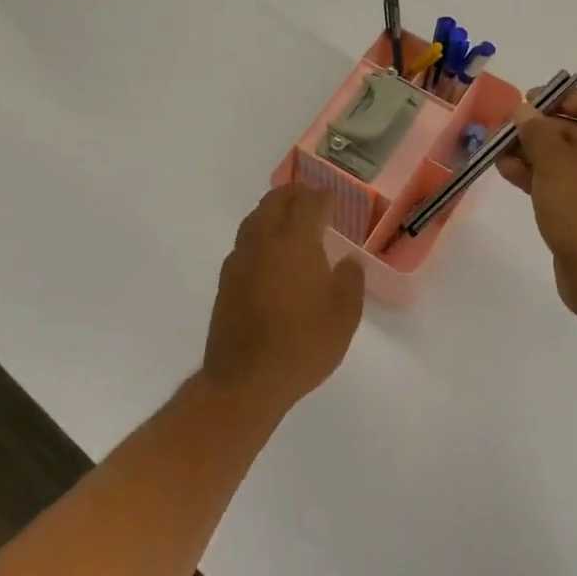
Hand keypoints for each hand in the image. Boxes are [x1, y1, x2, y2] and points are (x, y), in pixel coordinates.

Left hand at [202, 185, 364, 416]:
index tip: (334, 199)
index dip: (324, 198)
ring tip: (288, 219)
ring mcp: (240, 259)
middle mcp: (264, 241)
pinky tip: (268, 253)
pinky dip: (259, 235)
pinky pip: (245, 242)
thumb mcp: (344, 316)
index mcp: (296, 241)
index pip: (309, 204)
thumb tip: (347, 262)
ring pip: (255, 218)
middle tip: (311, 199)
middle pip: (275, 202)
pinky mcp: (226, 280)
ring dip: (273, 211)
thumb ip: (350, 281)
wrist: (245, 380)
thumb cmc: (303, 345)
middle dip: (295, 195)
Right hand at [498, 88, 576, 316]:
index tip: (524, 103)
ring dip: (531, 152)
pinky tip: (506, 172)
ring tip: (495, 152)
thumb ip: (535, 130)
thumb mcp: (554, 161)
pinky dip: (538, 175)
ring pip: (565, 157)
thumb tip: (523, 111)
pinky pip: (563, 181)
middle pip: (575, 129)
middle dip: (535, 128)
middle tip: (501, 130)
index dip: (556, 97)